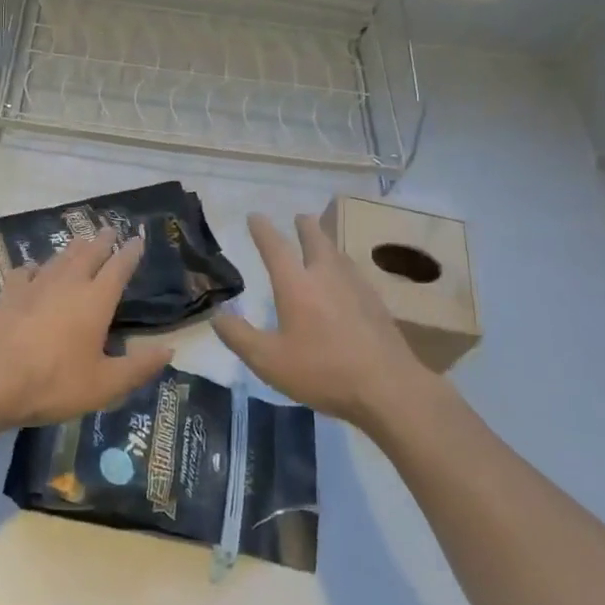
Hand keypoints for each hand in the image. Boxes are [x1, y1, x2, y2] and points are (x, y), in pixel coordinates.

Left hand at [0, 227, 172, 429]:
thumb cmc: (53, 383)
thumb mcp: (105, 385)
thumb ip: (139, 367)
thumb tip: (169, 349)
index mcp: (96, 300)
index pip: (119, 267)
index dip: (130, 252)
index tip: (138, 238)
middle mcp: (68, 283)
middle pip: (89, 253)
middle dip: (102, 240)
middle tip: (110, 229)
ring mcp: (35, 285)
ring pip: (59, 258)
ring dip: (73, 248)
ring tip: (81, 241)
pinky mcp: (8, 293)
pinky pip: (26, 271)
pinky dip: (36, 267)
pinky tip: (34, 270)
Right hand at [213, 212, 427, 428]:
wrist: (388, 387)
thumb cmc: (322, 371)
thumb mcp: (268, 361)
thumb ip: (239, 336)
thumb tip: (217, 316)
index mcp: (297, 285)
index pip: (275, 247)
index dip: (263, 230)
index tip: (255, 216)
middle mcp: (326, 276)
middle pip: (316, 240)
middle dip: (305, 226)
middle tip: (300, 217)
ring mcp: (356, 287)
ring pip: (338, 254)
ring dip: (326, 243)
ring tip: (322, 242)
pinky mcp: (376, 304)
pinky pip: (354, 273)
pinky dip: (343, 266)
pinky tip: (346, 280)